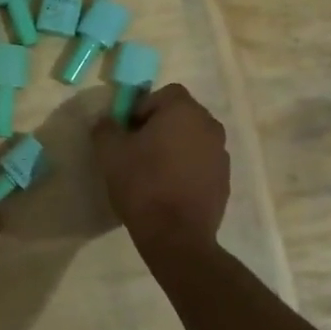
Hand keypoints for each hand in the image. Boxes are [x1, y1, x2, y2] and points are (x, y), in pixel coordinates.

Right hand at [91, 84, 229, 245]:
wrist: (176, 235)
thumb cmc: (142, 184)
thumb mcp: (110, 152)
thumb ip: (105, 128)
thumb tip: (107, 121)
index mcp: (184, 111)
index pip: (164, 93)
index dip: (143, 107)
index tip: (128, 131)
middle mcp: (209, 125)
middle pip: (181, 115)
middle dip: (159, 126)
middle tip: (137, 149)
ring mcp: (221, 154)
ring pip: (192, 139)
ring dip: (175, 146)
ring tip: (153, 171)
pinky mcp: (225, 180)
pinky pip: (201, 162)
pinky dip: (187, 167)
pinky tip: (169, 189)